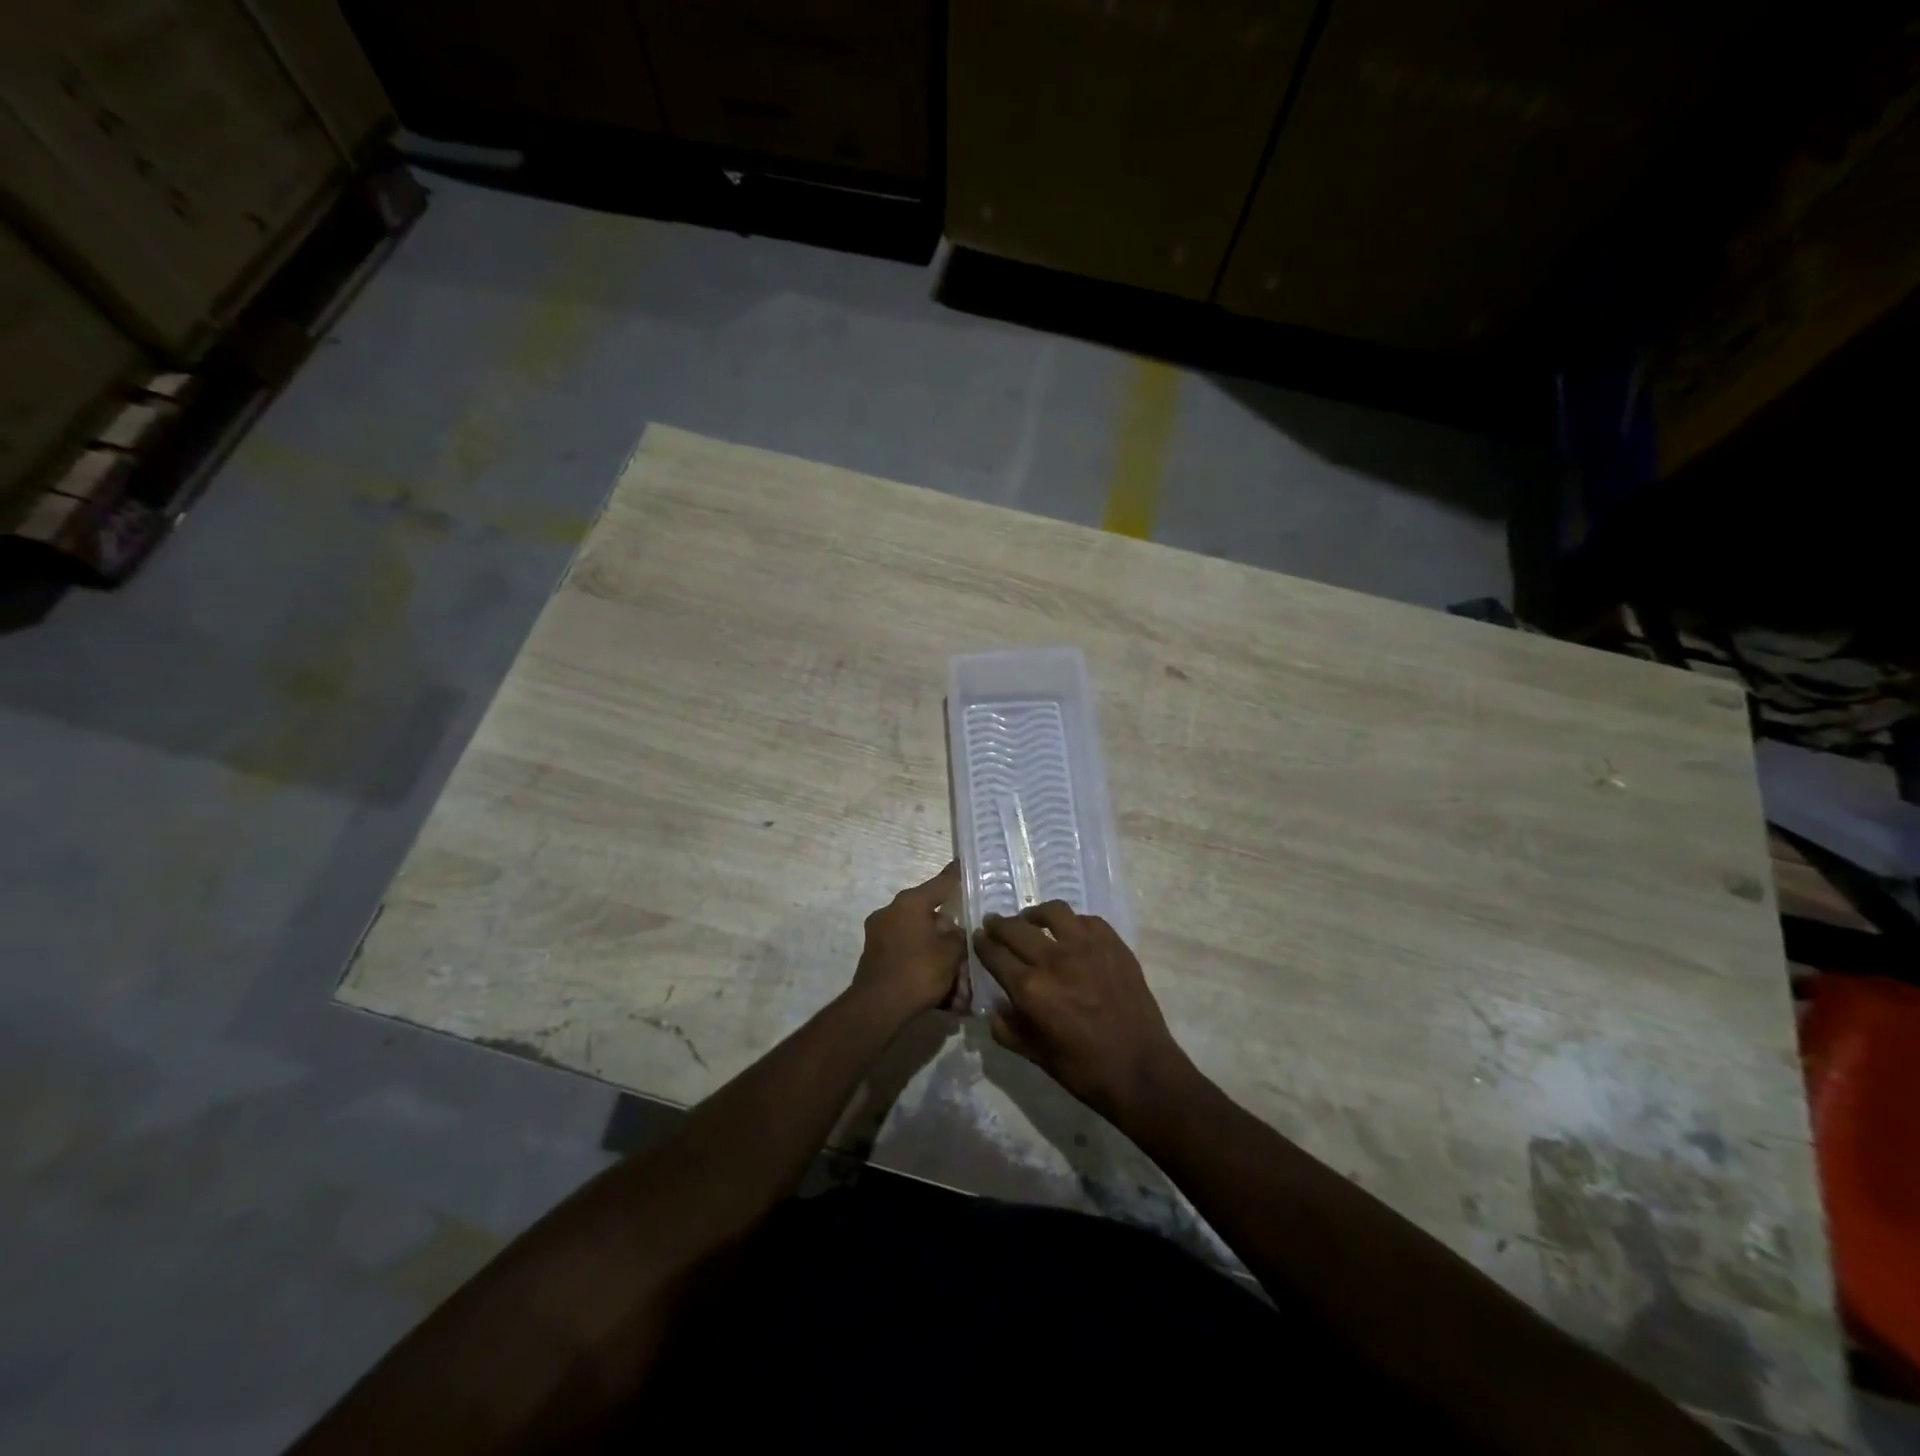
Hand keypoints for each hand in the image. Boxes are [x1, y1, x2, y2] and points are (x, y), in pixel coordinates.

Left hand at [850, 863, 968, 1020]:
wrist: (877, 1009)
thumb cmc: (918, 971)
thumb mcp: (951, 953)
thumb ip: (960, 937)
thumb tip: (957, 932)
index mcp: (910, 903)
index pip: (941, 883)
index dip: (956, 875)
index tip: (963, 862)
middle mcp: (892, 912)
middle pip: (932, 919)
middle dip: (952, 940)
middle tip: (969, 956)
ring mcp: (881, 936)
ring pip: (922, 943)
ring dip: (941, 961)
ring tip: (961, 990)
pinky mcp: (877, 959)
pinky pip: (910, 958)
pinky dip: (926, 971)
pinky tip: (946, 998)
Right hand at [973, 903, 1193, 1121]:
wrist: (1141, 1070)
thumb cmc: (1084, 1070)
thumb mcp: (1036, 1056)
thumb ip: (1007, 1029)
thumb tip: (994, 1007)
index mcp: (1030, 989)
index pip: (995, 954)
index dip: (982, 943)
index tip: (978, 937)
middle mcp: (1054, 960)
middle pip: (1016, 928)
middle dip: (999, 924)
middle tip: (994, 923)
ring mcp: (1087, 947)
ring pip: (1053, 912)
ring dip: (1035, 914)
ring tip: (1032, 919)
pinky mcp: (1113, 944)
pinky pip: (1087, 920)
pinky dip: (1073, 923)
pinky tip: (1071, 932)